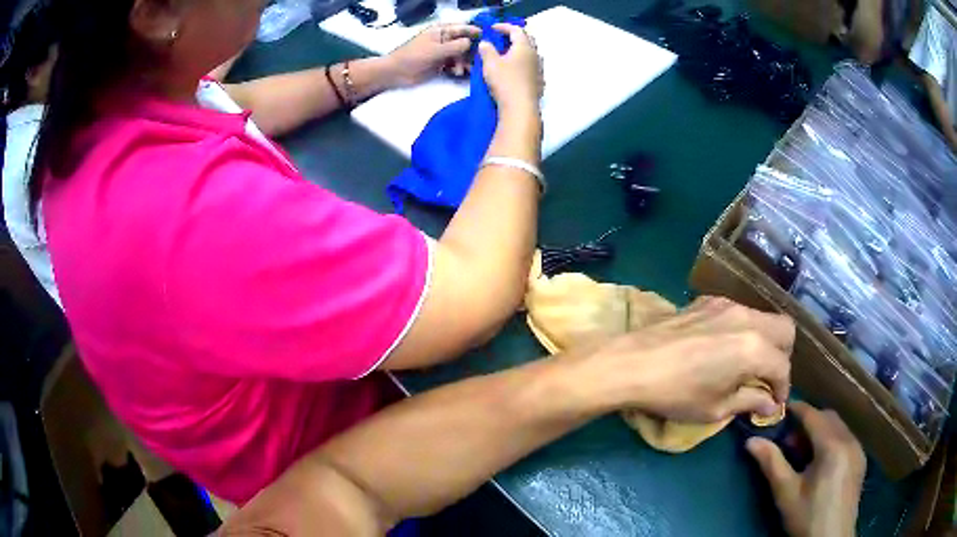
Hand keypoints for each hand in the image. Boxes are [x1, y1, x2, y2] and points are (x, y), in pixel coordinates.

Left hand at [385, 24, 480, 86]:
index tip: (488, 40)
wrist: (396, 72)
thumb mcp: (436, 50)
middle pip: (465, 43)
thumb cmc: (413, 57)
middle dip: (471, 52)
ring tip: (463, 70)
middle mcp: (445, 39)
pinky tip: (458, 73)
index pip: (463, 28)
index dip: (475, 32)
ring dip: (465, 62)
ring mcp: (443, 52)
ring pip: (462, 55)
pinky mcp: (441, 64)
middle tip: (478, 60)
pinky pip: (455, 64)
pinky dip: (458, 68)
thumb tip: (471, 43)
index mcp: (442, 30)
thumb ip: (456, 46)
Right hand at [478, 24, 542, 115]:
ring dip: (517, 51)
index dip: (504, 27)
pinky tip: (512, 70)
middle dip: (514, 37)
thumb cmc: (505, 81)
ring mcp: (539, 69)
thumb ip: (487, 50)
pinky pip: (530, 66)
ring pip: (529, 54)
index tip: (492, 28)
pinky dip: (520, 63)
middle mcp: (535, 55)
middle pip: (527, 40)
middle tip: (501, 39)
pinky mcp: (538, 82)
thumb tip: (485, 43)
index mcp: (524, 47)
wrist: (521, 108)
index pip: (516, 30)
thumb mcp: (490, 63)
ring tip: (505, 54)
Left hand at [571, 296, 794, 421]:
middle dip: (783, 356)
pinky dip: (743, 329)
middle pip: (785, 330)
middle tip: (768, 378)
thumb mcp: (715, 408)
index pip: (782, 367)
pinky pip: (739, 312)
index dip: (782, 388)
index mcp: (754, 349)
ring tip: (747, 364)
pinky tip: (724, 347)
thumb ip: (749, 402)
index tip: (774, 402)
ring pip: (763, 317)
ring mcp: (727, 304)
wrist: (632, 363)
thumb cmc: (676, 394)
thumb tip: (769, 406)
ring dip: (765, 340)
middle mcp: (747, 319)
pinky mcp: (708, 300)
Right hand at [747, 402, 865, 536]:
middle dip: (809, 421)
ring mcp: (858, 450)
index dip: (797, 410)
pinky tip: (820, 463)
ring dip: (821, 431)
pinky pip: (846, 439)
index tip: (780, 410)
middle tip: (788, 440)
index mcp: (833, 446)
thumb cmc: (807, 517)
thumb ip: (772, 464)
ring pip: (839, 427)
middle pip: (829, 418)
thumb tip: (751, 441)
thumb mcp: (786, 494)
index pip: (814, 416)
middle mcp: (850, 440)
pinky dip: (832, 440)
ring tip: (802, 453)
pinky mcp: (861, 461)